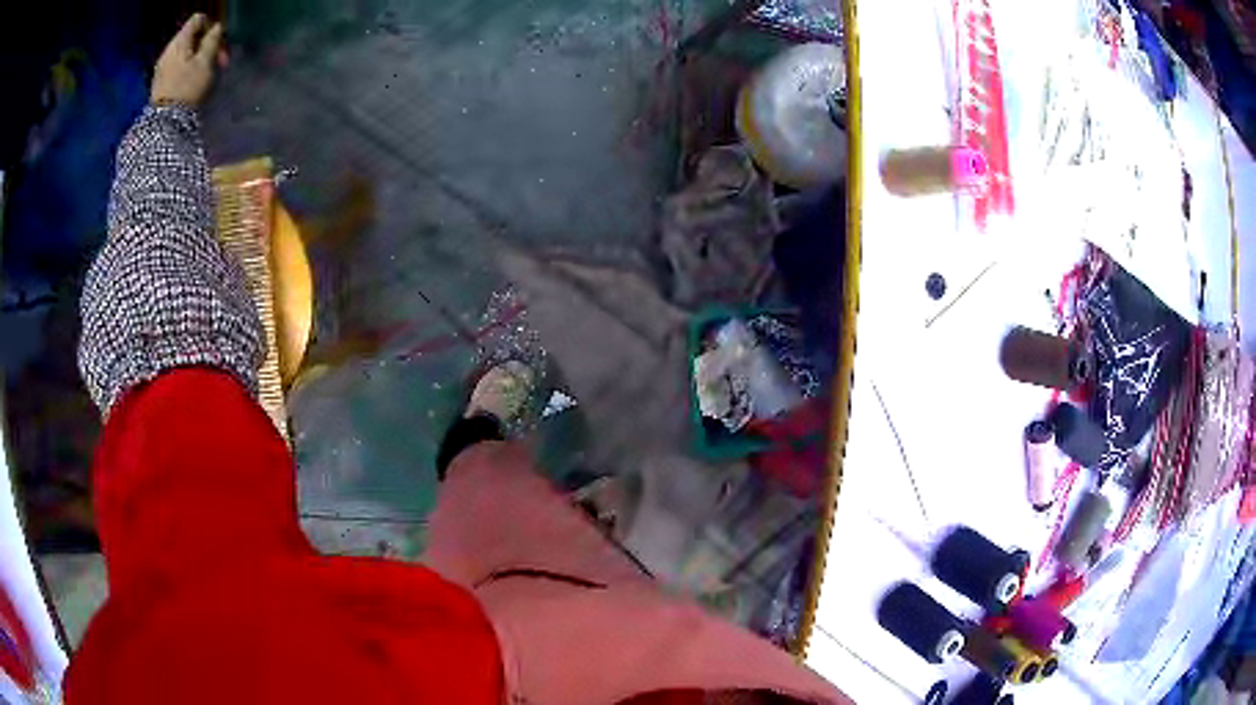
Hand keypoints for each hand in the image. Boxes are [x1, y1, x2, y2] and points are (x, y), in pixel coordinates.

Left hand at [151, 14, 226, 107]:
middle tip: (219, 59)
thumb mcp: (205, 61)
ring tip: (207, 72)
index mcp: (179, 42)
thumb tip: (217, 28)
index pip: (198, 20)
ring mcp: (163, 67)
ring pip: (186, 52)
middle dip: (207, 44)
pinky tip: (194, 81)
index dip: (211, 25)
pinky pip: (179, 66)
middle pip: (192, 36)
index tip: (219, 41)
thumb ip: (212, 40)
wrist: (164, 124)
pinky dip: (189, 68)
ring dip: (199, 57)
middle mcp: (169, 51)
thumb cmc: (187, 89)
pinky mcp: (161, 82)